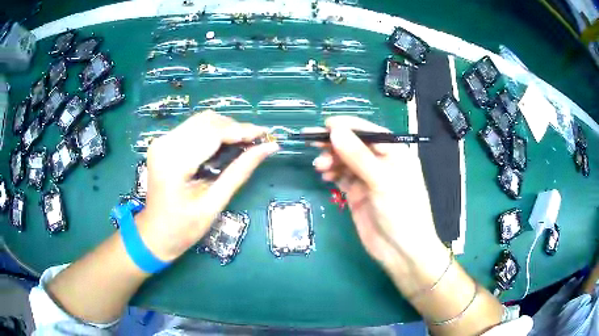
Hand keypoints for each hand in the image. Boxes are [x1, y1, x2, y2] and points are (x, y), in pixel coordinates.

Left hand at [135, 111, 278, 261]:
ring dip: (224, 128)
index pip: (212, 134)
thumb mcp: (214, 203)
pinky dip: (212, 132)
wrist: (155, 234)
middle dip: (235, 127)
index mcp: (174, 163)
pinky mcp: (163, 143)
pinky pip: (192, 127)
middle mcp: (164, 144)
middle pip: (207, 121)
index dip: (242, 130)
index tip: (265, 134)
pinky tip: (224, 145)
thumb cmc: (184, 228)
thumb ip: (240, 171)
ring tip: (243, 142)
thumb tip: (268, 148)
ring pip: (201, 121)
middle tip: (256, 141)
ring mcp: (161, 141)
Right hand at [312, 116, 447, 294]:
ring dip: (331, 160)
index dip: (347, 126)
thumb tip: (335, 130)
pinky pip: (342, 177)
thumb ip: (358, 155)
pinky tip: (325, 176)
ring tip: (320, 166)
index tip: (324, 125)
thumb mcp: (382, 181)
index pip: (369, 131)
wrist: (401, 252)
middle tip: (313, 144)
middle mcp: (382, 162)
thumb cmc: (401, 212)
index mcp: (395, 153)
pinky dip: (332, 174)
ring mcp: (369, 179)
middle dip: (334, 143)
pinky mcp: (358, 194)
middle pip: (354, 145)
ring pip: (345, 160)